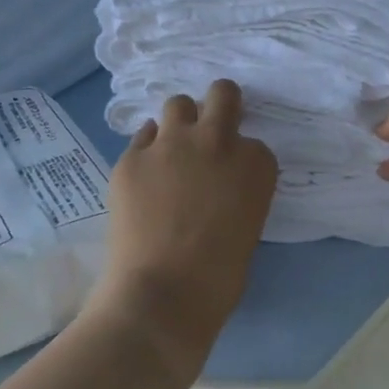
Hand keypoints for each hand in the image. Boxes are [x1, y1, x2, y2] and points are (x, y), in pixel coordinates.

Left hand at [94, 80, 278, 370]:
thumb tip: (217, 185)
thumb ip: (238, 189)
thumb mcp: (249, 223)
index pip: (253, 143)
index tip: (231, 179)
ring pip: (178, 104)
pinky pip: (143, 137)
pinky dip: (148, 150)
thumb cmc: (219, 275)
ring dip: (180, 122)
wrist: (163, 293)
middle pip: (223, 94)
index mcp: (256, 162)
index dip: (241, 159)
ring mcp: (171, 143)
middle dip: (220, 105)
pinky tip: (145, 176)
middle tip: (210, 131)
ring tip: (173, 150)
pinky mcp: (132, 157)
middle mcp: (218, 140)